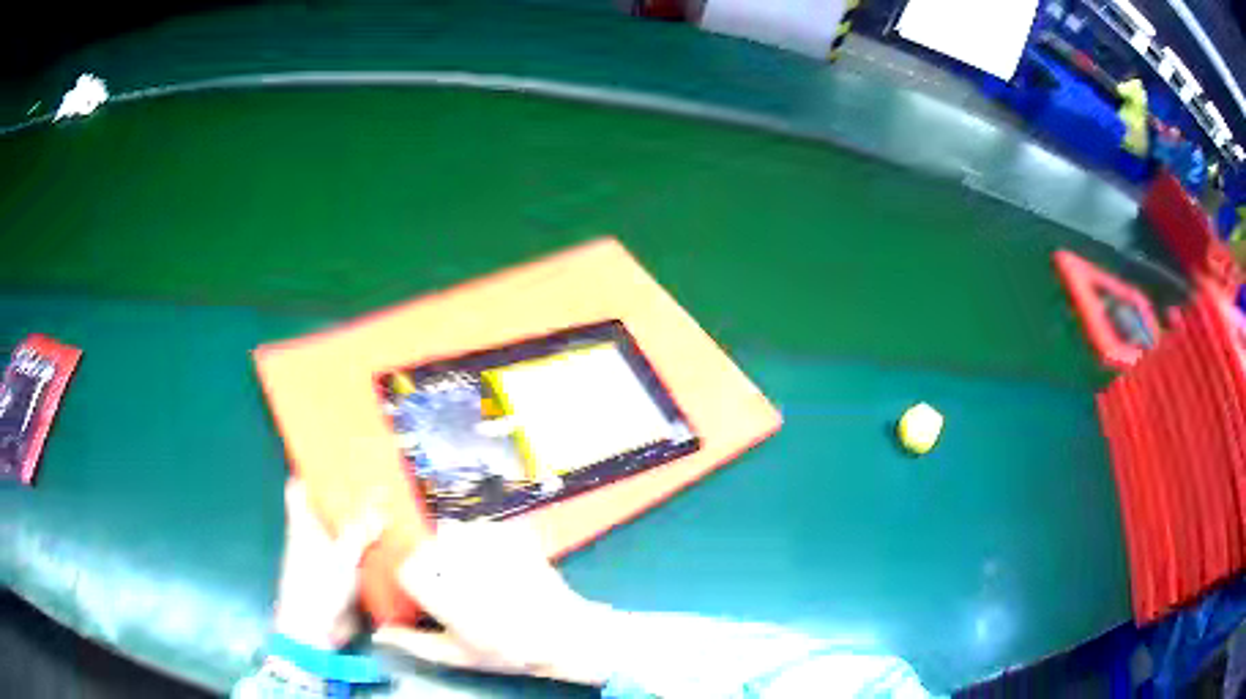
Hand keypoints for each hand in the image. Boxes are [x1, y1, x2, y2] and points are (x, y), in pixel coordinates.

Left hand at [272, 479, 382, 648]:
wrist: (316, 630)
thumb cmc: (316, 586)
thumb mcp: (339, 556)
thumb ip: (360, 533)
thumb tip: (382, 508)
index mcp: (304, 523)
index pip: (300, 488)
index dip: (312, 471)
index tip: (333, 457)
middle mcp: (316, 535)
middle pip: (330, 509)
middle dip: (351, 497)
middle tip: (378, 480)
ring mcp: (330, 557)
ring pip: (349, 533)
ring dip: (367, 525)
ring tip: (394, 508)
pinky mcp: (344, 576)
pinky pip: (361, 557)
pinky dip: (375, 550)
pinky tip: (395, 546)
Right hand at [372, 521, 616, 685]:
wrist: (563, 633)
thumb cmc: (506, 649)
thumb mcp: (456, 654)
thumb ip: (413, 642)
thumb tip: (380, 633)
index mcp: (441, 590)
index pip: (406, 569)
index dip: (415, 582)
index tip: (429, 596)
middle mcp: (458, 558)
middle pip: (427, 547)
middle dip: (435, 565)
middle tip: (458, 589)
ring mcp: (487, 540)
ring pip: (452, 531)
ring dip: (456, 549)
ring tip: (479, 575)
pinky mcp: (510, 530)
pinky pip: (481, 526)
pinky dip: (482, 541)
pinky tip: (497, 565)